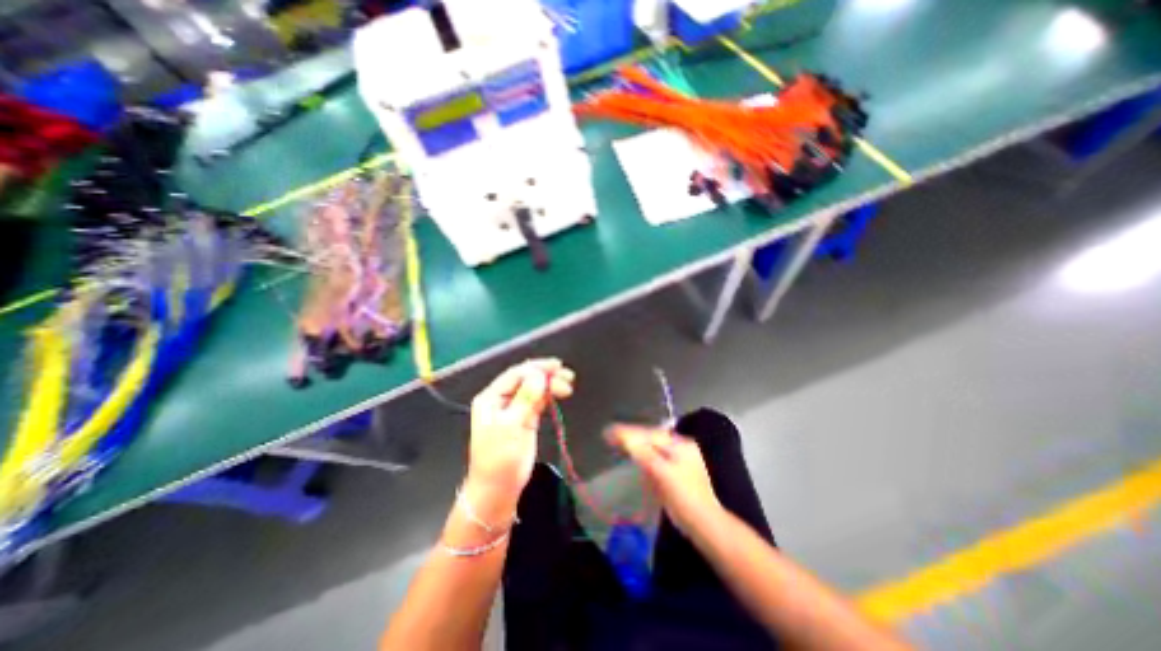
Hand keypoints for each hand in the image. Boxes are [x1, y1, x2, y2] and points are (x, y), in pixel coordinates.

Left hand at [463, 358, 569, 514]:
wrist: (498, 489)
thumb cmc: (499, 458)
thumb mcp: (511, 426)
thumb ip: (526, 398)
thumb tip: (539, 375)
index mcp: (492, 397)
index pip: (516, 374)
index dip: (536, 368)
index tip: (557, 366)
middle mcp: (503, 399)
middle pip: (526, 379)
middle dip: (546, 376)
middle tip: (567, 377)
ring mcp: (515, 409)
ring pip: (534, 389)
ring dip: (550, 385)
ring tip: (567, 386)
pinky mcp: (526, 419)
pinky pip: (538, 401)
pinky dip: (549, 395)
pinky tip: (559, 393)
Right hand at [610, 426, 716, 532]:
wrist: (704, 525)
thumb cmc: (684, 498)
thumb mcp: (661, 473)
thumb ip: (643, 452)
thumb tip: (624, 436)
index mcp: (680, 444)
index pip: (649, 433)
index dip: (629, 432)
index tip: (609, 432)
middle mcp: (681, 447)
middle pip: (651, 438)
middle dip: (632, 437)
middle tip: (610, 436)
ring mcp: (680, 460)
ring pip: (653, 448)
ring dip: (636, 445)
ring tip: (617, 441)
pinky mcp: (676, 474)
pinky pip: (656, 458)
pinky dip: (643, 456)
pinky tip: (634, 456)